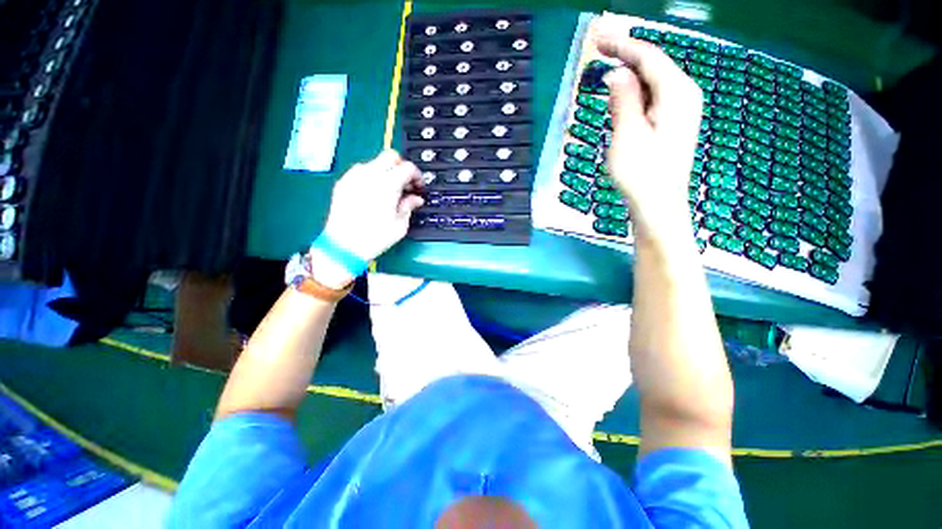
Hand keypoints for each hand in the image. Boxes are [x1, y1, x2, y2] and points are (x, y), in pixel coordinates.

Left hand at [310, 150, 423, 288]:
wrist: (343, 246)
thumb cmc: (374, 237)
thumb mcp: (400, 225)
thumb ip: (409, 206)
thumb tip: (416, 199)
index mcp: (388, 184)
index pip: (408, 167)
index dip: (417, 176)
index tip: (418, 187)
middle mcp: (370, 175)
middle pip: (390, 156)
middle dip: (402, 166)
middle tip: (406, 183)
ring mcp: (354, 177)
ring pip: (375, 162)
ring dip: (386, 170)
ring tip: (389, 189)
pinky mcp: (343, 183)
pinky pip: (361, 171)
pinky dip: (371, 176)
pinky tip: (373, 193)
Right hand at [596, 30, 702, 242]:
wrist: (659, 205)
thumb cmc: (641, 173)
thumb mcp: (627, 135)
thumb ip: (624, 100)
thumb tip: (618, 73)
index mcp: (677, 93)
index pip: (649, 56)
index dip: (623, 45)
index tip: (599, 38)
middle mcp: (685, 95)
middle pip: (655, 65)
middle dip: (627, 54)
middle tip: (600, 48)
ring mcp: (682, 110)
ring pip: (655, 80)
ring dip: (631, 72)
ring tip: (609, 64)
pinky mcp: (674, 124)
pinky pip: (655, 96)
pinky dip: (637, 90)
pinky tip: (624, 92)